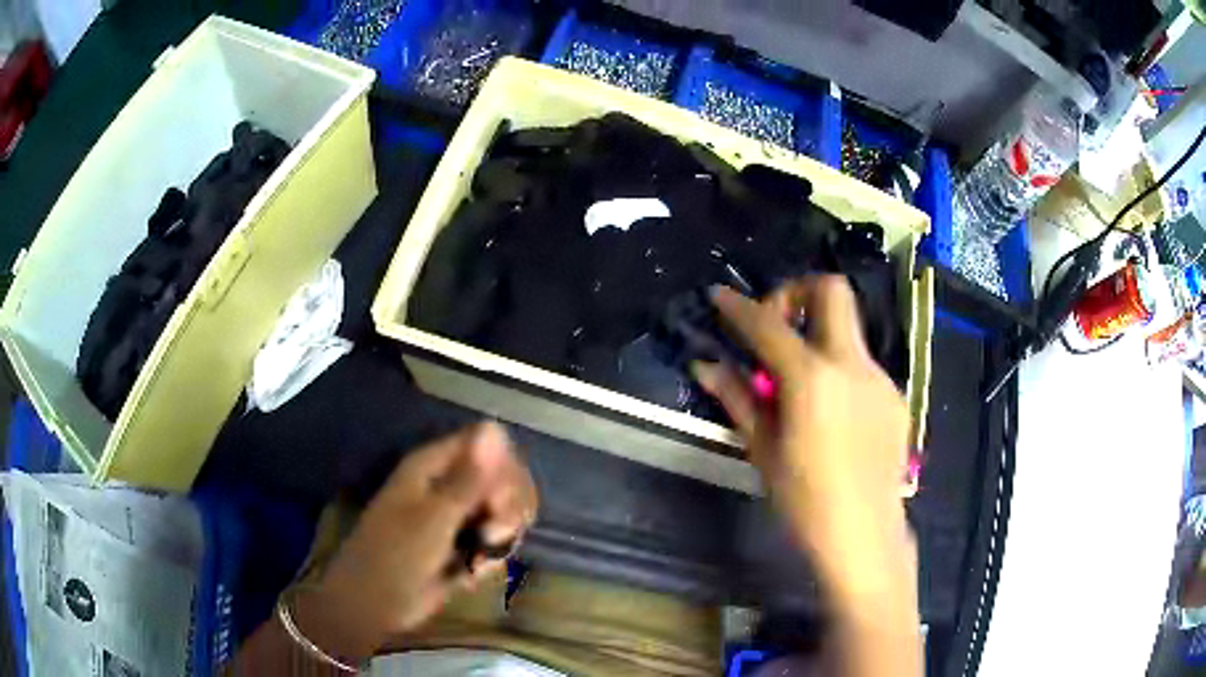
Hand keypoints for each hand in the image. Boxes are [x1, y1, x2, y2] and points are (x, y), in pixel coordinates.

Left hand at [291, 422, 537, 661]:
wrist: (374, 606)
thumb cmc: (395, 558)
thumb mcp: (434, 519)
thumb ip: (469, 478)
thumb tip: (495, 428)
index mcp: (433, 465)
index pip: (489, 443)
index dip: (504, 470)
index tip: (499, 503)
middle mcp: (447, 483)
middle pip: (502, 477)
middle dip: (508, 507)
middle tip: (493, 534)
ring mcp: (455, 514)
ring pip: (503, 510)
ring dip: (501, 535)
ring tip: (479, 560)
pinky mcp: (461, 544)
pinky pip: (494, 539)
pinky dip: (491, 556)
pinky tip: (475, 572)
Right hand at [692, 277, 911, 602]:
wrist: (865, 535)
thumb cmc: (805, 500)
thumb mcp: (763, 449)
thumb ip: (737, 397)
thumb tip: (705, 365)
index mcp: (812, 379)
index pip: (768, 325)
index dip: (738, 306)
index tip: (720, 296)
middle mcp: (852, 365)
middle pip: (831, 290)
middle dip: (798, 291)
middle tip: (777, 324)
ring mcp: (880, 378)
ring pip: (849, 330)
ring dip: (819, 336)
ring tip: (800, 384)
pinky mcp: (896, 396)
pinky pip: (863, 365)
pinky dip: (839, 370)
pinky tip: (831, 412)